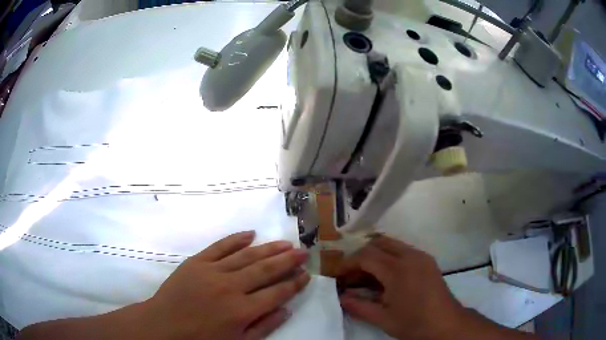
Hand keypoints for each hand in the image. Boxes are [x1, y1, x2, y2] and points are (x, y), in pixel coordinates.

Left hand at [143, 231, 309, 339]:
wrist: (165, 326)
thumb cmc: (202, 339)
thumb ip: (263, 326)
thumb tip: (286, 309)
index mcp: (242, 311)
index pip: (277, 293)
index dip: (294, 283)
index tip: (306, 274)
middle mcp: (231, 287)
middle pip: (266, 270)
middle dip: (288, 261)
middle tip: (304, 251)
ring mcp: (212, 271)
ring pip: (247, 255)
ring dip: (269, 248)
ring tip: (286, 243)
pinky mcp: (197, 262)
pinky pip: (220, 246)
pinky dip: (236, 239)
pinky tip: (251, 234)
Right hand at [338, 235, 462, 339]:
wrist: (446, 323)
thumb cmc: (414, 323)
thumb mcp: (383, 319)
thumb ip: (359, 306)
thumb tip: (341, 298)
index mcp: (397, 270)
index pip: (366, 255)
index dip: (348, 263)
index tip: (339, 275)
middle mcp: (410, 256)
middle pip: (379, 242)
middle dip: (361, 255)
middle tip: (352, 273)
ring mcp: (421, 256)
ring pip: (392, 244)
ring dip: (376, 255)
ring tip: (367, 275)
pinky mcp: (428, 261)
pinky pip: (404, 250)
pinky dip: (390, 257)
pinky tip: (387, 277)